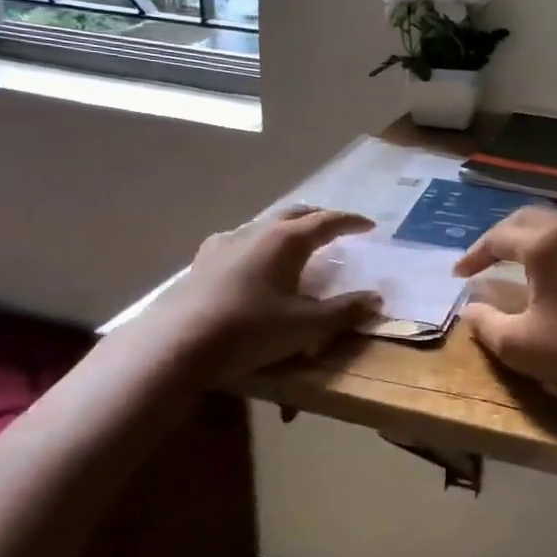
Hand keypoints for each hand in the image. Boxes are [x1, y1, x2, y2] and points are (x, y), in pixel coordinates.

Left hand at [140, 207, 382, 381]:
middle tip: (337, 227)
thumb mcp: (306, 327)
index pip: (328, 221)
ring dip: (289, 227)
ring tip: (298, 241)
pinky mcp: (204, 259)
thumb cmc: (251, 330)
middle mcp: (258, 231)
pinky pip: (240, 239)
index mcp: (287, 240)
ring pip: (266, 224)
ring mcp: (227, 242)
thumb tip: (376, 299)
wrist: (180, 343)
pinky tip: (252, 257)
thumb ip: (344, 311)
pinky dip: (258, 242)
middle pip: (296, 213)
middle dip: (320, 217)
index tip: (370, 225)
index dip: (351, 222)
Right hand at [453, 207, 556, 411]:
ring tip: (514, 256)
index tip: (458, 274)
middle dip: (500, 236)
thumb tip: (469, 309)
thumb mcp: (519, 345)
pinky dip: (554, 246)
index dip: (474, 255)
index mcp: (544, 246)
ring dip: (529, 236)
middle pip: (527, 220)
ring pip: (555, 225)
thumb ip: (486, 324)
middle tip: (483, 257)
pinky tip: (552, 268)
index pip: (498, 238)